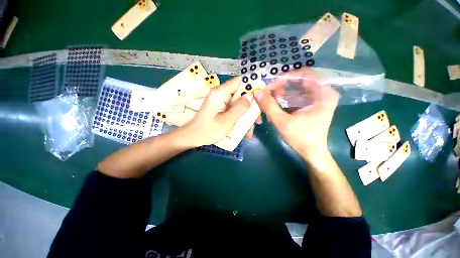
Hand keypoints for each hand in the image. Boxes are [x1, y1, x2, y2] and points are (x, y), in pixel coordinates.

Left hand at [181, 77, 256, 147]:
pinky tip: (244, 130)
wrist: (193, 137)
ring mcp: (221, 100)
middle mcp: (221, 93)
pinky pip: (235, 109)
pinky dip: (240, 117)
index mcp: (221, 93)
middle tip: (258, 121)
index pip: (241, 81)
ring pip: (240, 103)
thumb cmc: (208, 130)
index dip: (253, 85)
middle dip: (251, 107)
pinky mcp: (221, 106)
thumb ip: (239, 107)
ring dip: (247, 115)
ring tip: (251, 130)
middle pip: (242, 93)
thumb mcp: (227, 121)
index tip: (264, 96)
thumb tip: (252, 95)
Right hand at [254, 68, 338, 159]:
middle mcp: (323, 93)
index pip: (305, 74)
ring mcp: (318, 99)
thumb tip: (257, 92)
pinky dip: (286, 97)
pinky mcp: (312, 105)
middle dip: (283, 85)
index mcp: (323, 94)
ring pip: (298, 87)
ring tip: (272, 98)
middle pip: (301, 80)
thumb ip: (269, 106)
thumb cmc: (301, 138)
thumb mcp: (283, 122)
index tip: (272, 84)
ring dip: (283, 91)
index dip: (287, 77)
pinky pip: (298, 95)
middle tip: (270, 92)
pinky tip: (278, 103)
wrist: (312, 152)